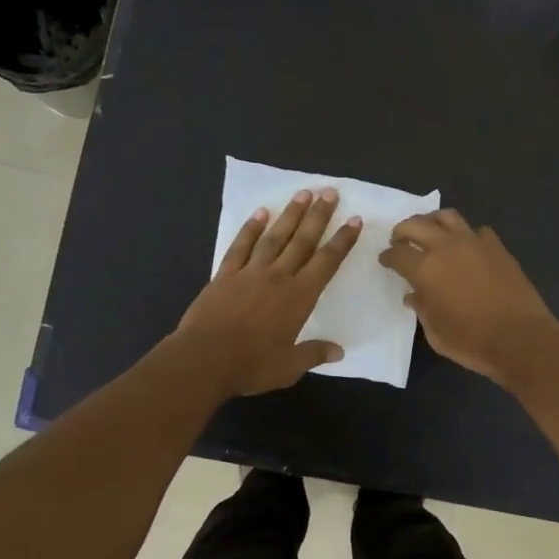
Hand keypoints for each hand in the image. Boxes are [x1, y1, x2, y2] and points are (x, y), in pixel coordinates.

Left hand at [174, 189, 361, 395]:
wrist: (204, 359)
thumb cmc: (251, 365)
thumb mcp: (289, 367)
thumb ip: (314, 354)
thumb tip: (339, 351)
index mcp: (299, 297)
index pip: (327, 262)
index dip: (342, 240)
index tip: (354, 219)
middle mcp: (278, 277)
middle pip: (303, 240)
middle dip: (319, 215)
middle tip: (330, 191)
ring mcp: (250, 272)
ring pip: (275, 236)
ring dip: (290, 214)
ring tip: (303, 193)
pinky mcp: (225, 274)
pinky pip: (241, 246)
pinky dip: (250, 228)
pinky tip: (260, 213)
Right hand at [378, 209, 558, 385]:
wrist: (520, 338)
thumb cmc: (471, 341)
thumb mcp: (435, 332)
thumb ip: (421, 308)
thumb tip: (414, 295)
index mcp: (425, 269)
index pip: (397, 253)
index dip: (387, 256)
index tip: (385, 260)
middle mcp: (446, 247)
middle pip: (416, 224)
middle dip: (403, 230)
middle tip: (400, 241)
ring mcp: (474, 243)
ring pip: (447, 216)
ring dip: (432, 222)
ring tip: (430, 234)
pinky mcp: (497, 247)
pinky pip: (476, 231)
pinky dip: (466, 236)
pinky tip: (466, 248)